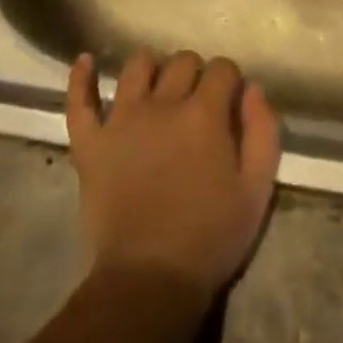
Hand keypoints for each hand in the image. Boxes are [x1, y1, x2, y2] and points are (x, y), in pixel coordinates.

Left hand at [64, 50, 280, 300]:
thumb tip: (252, 89)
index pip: (223, 69)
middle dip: (197, 73)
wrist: (147, 282)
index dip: (230, 81)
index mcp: (204, 113)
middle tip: (199, 101)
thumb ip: (263, 132)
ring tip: (158, 84)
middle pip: (183, 61)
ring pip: (137, 67)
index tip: (231, 103)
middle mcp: (163, 104)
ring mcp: (122, 120)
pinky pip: (79, 101)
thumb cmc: (210, 239)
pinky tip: (85, 60)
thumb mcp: (256, 190)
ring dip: (152, 67)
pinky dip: (80, 78)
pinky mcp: (90, 143)